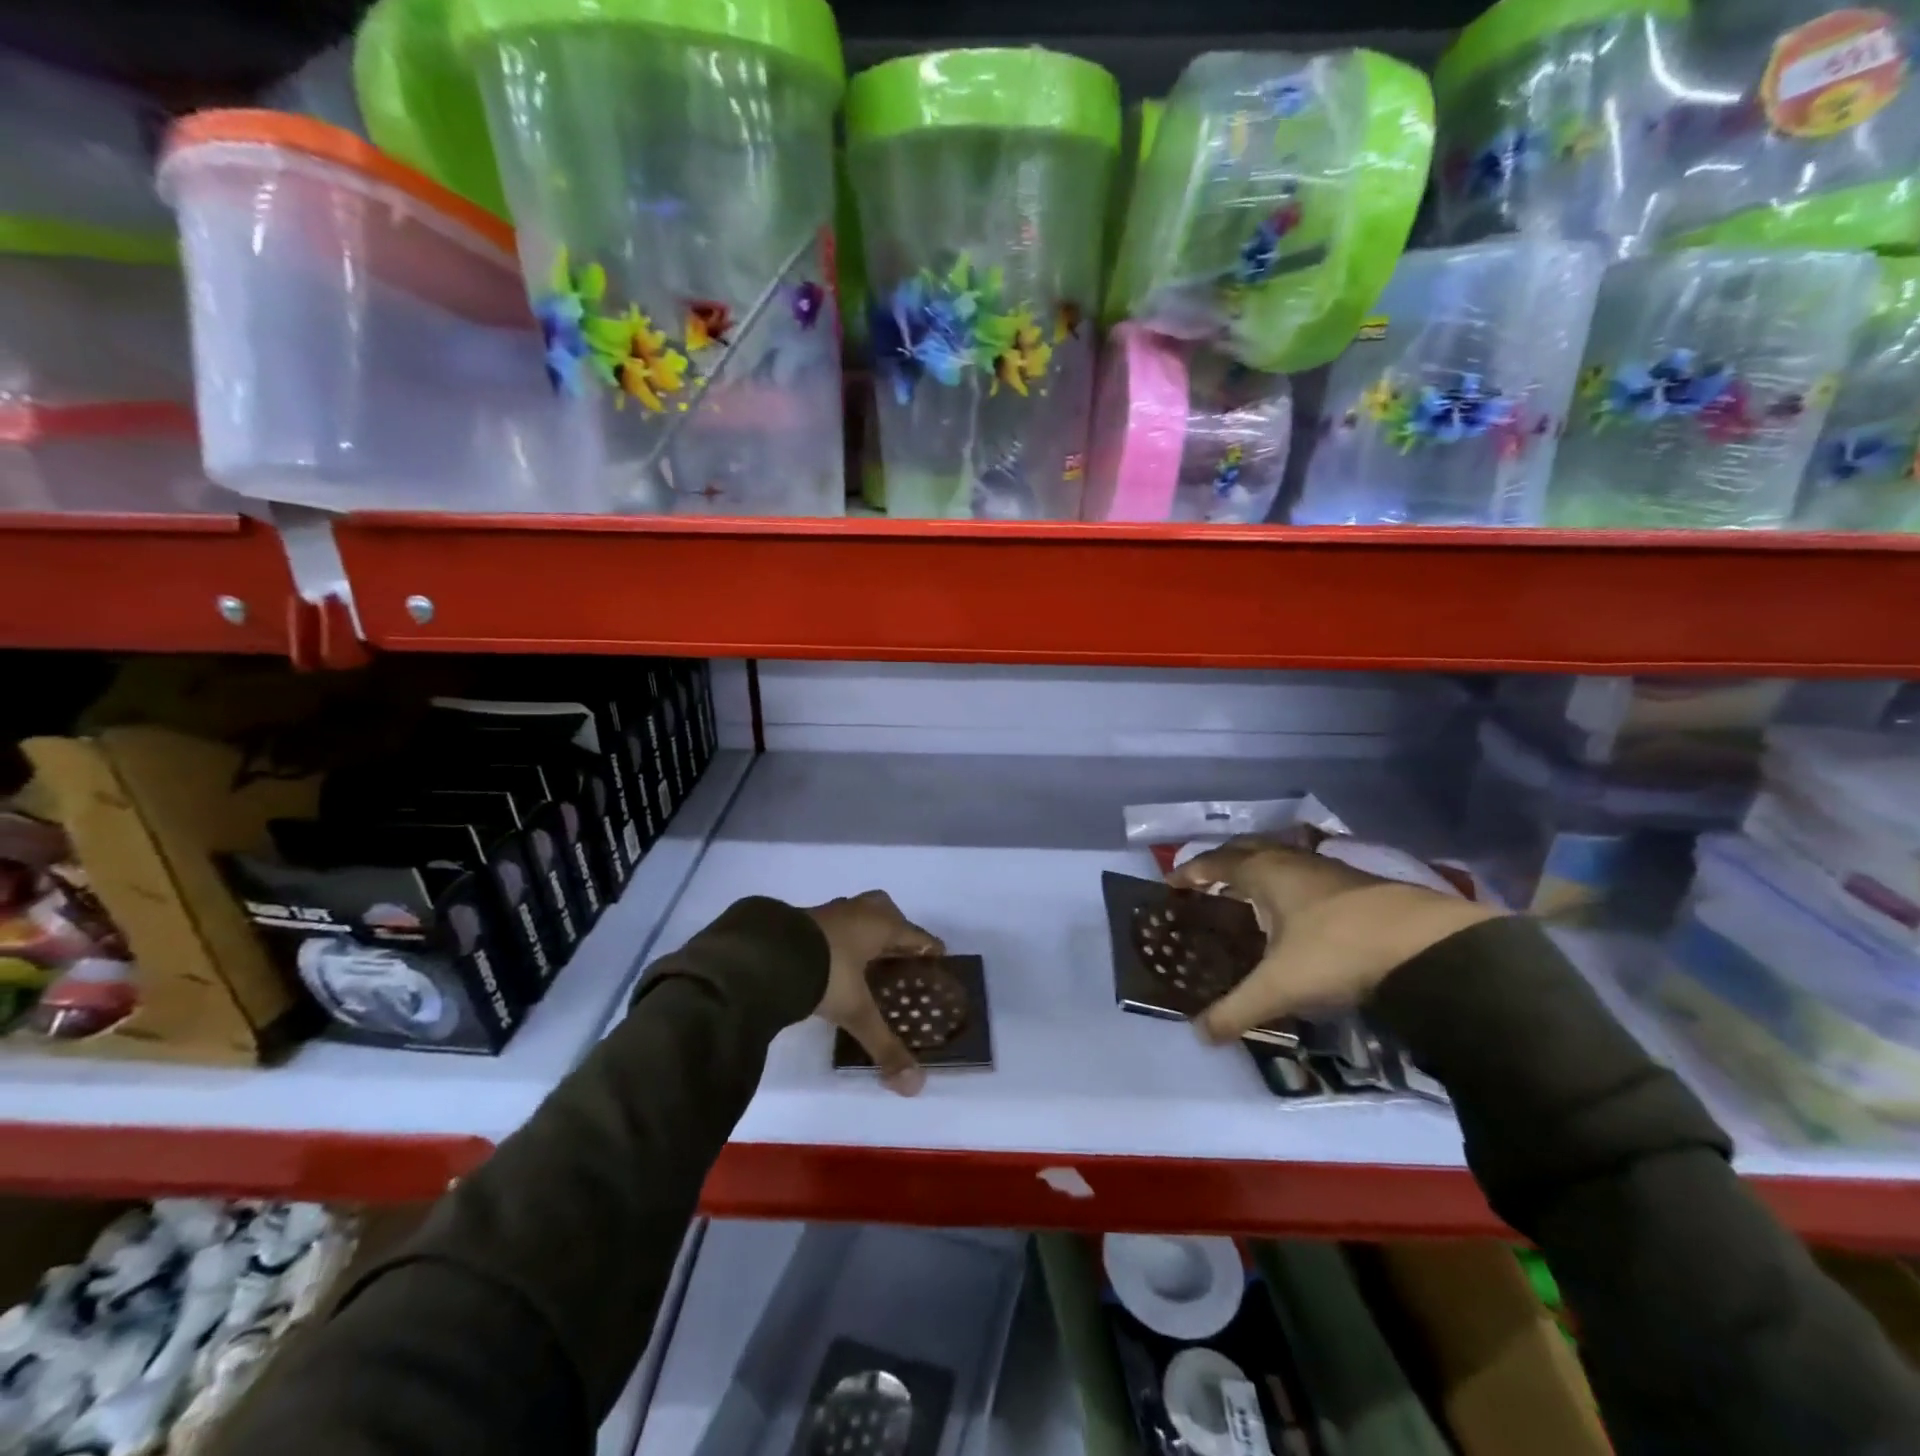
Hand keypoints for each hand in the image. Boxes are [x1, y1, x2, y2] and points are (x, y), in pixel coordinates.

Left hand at [806, 891, 943, 1095]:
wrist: (765, 956)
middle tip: (897, 955)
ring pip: (855, 914)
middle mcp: (857, 912)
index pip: (914, 934)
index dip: (928, 947)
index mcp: (879, 925)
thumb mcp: (856, 1011)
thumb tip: (914, 1086)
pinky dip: (836, 939)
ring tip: (864, 959)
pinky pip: (830, 925)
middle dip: (894, 928)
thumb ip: (884, 1045)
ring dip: (863, 931)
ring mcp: (827, 913)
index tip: (939, 956)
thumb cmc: (825, 974)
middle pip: (885, 911)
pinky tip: (830, 960)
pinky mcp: (800, 920)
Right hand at [1170, 837, 1501, 1043]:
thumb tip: (1199, 1034)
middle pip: (1246, 848)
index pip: (1215, 862)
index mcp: (1264, 873)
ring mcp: (1327, 868)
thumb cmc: (1337, 952)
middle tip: (1206, 882)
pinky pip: (1304, 871)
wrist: (1426, 945)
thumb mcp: (1280, 986)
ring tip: (1248, 894)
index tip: (1171, 882)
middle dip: (1222, 861)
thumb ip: (1237, 1010)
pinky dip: (1287, 882)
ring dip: (1258, 868)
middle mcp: (1291, 861)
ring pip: (1280, 857)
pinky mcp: (1357, 883)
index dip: (1190, 871)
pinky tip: (1296, 908)